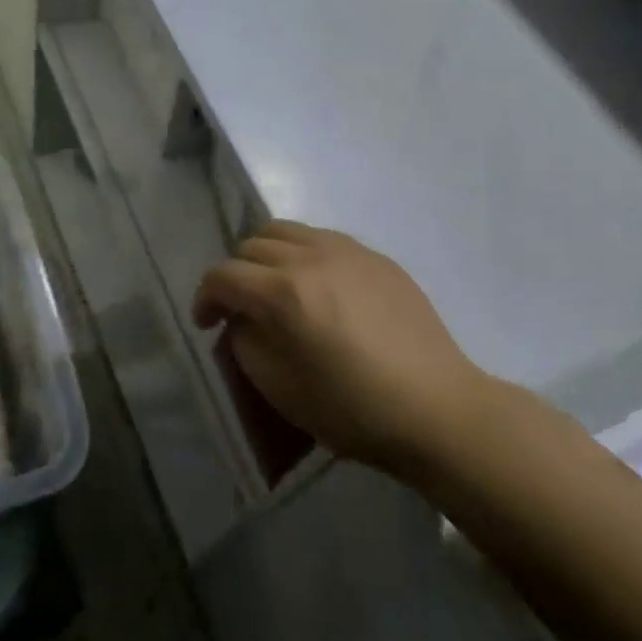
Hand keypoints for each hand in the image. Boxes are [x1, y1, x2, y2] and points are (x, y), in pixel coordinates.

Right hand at [192, 222, 487, 473]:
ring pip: (286, 231)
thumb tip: (242, 318)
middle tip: (241, 308)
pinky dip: (304, 253)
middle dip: (236, 275)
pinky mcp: (376, 256)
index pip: (223, 275)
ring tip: (276, 286)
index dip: (205, 298)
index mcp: (283, 293)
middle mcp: (310, 257)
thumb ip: (245, 341)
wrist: (436, 408)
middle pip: (251, 246)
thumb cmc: (352, 409)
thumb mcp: (279, 388)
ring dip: (267, 255)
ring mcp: (347, 251)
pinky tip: (319, 286)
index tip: (207, 324)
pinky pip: (323, 238)